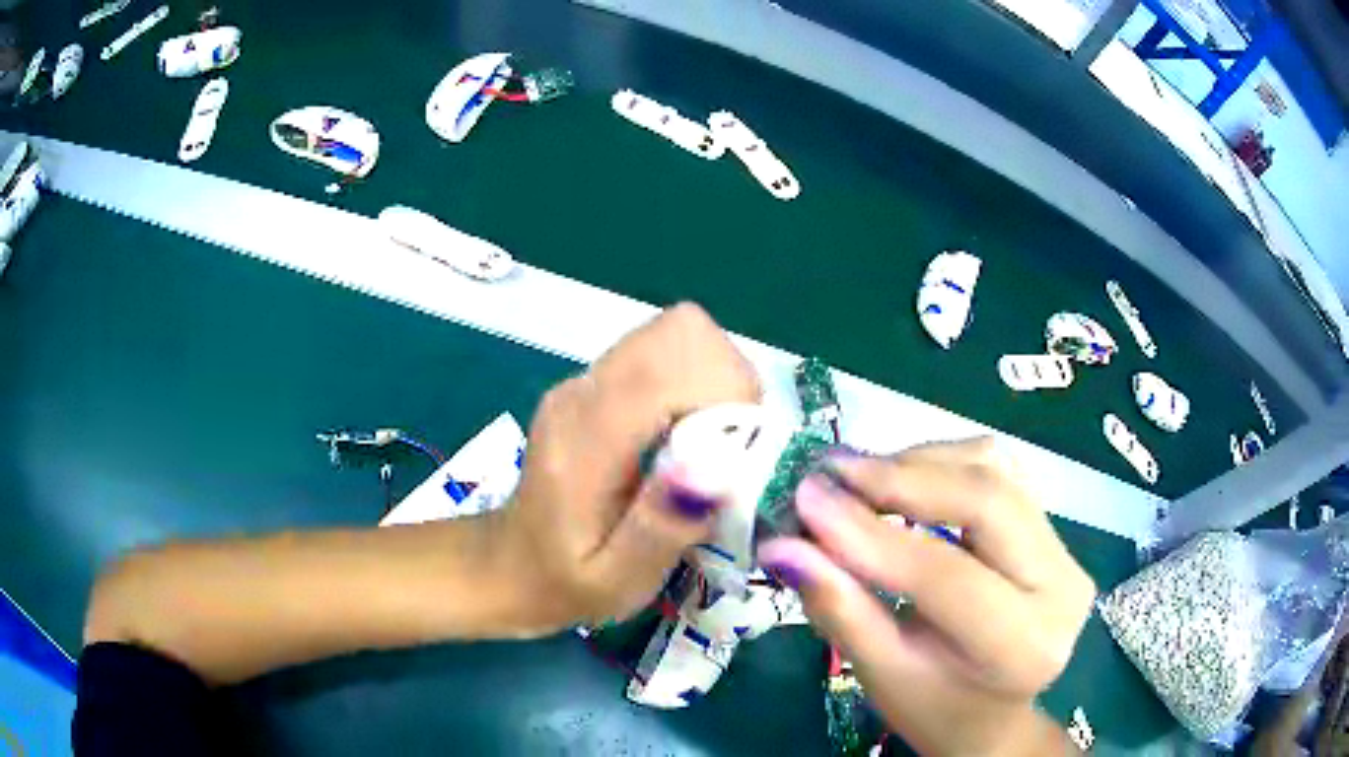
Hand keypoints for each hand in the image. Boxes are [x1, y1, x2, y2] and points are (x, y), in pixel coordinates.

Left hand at [495, 303, 760, 631]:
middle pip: (683, 332)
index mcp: (584, 437)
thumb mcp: (617, 580)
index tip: (737, 455)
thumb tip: (716, 467)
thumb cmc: (566, 582)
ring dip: (715, 382)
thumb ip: (661, 528)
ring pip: (680, 335)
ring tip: (709, 447)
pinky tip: (684, 439)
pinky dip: (697, 384)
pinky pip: (667, 353)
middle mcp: (584, 391)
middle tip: (727, 450)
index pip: (670, 364)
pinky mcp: (597, 381)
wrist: (509, 563)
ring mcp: (587, 379)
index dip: (726, 394)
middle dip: (727, 383)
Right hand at [757, 439, 1094, 755]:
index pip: (946, 575)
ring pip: (993, 469)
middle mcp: (1061, 585)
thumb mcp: (882, 672)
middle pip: (986, 499)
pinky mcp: (1051, 527)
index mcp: (1024, 645)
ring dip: (919, 464)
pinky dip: (941, 464)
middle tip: (829, 474)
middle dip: (901, 478)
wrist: (992, 708)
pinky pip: (998, 470)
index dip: (871, 534)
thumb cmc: (933, 706)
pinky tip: (901, 481)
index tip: (806, 499)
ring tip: (857, 480)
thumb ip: (839, 606)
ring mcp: (1066, 548)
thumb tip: (782, 545)